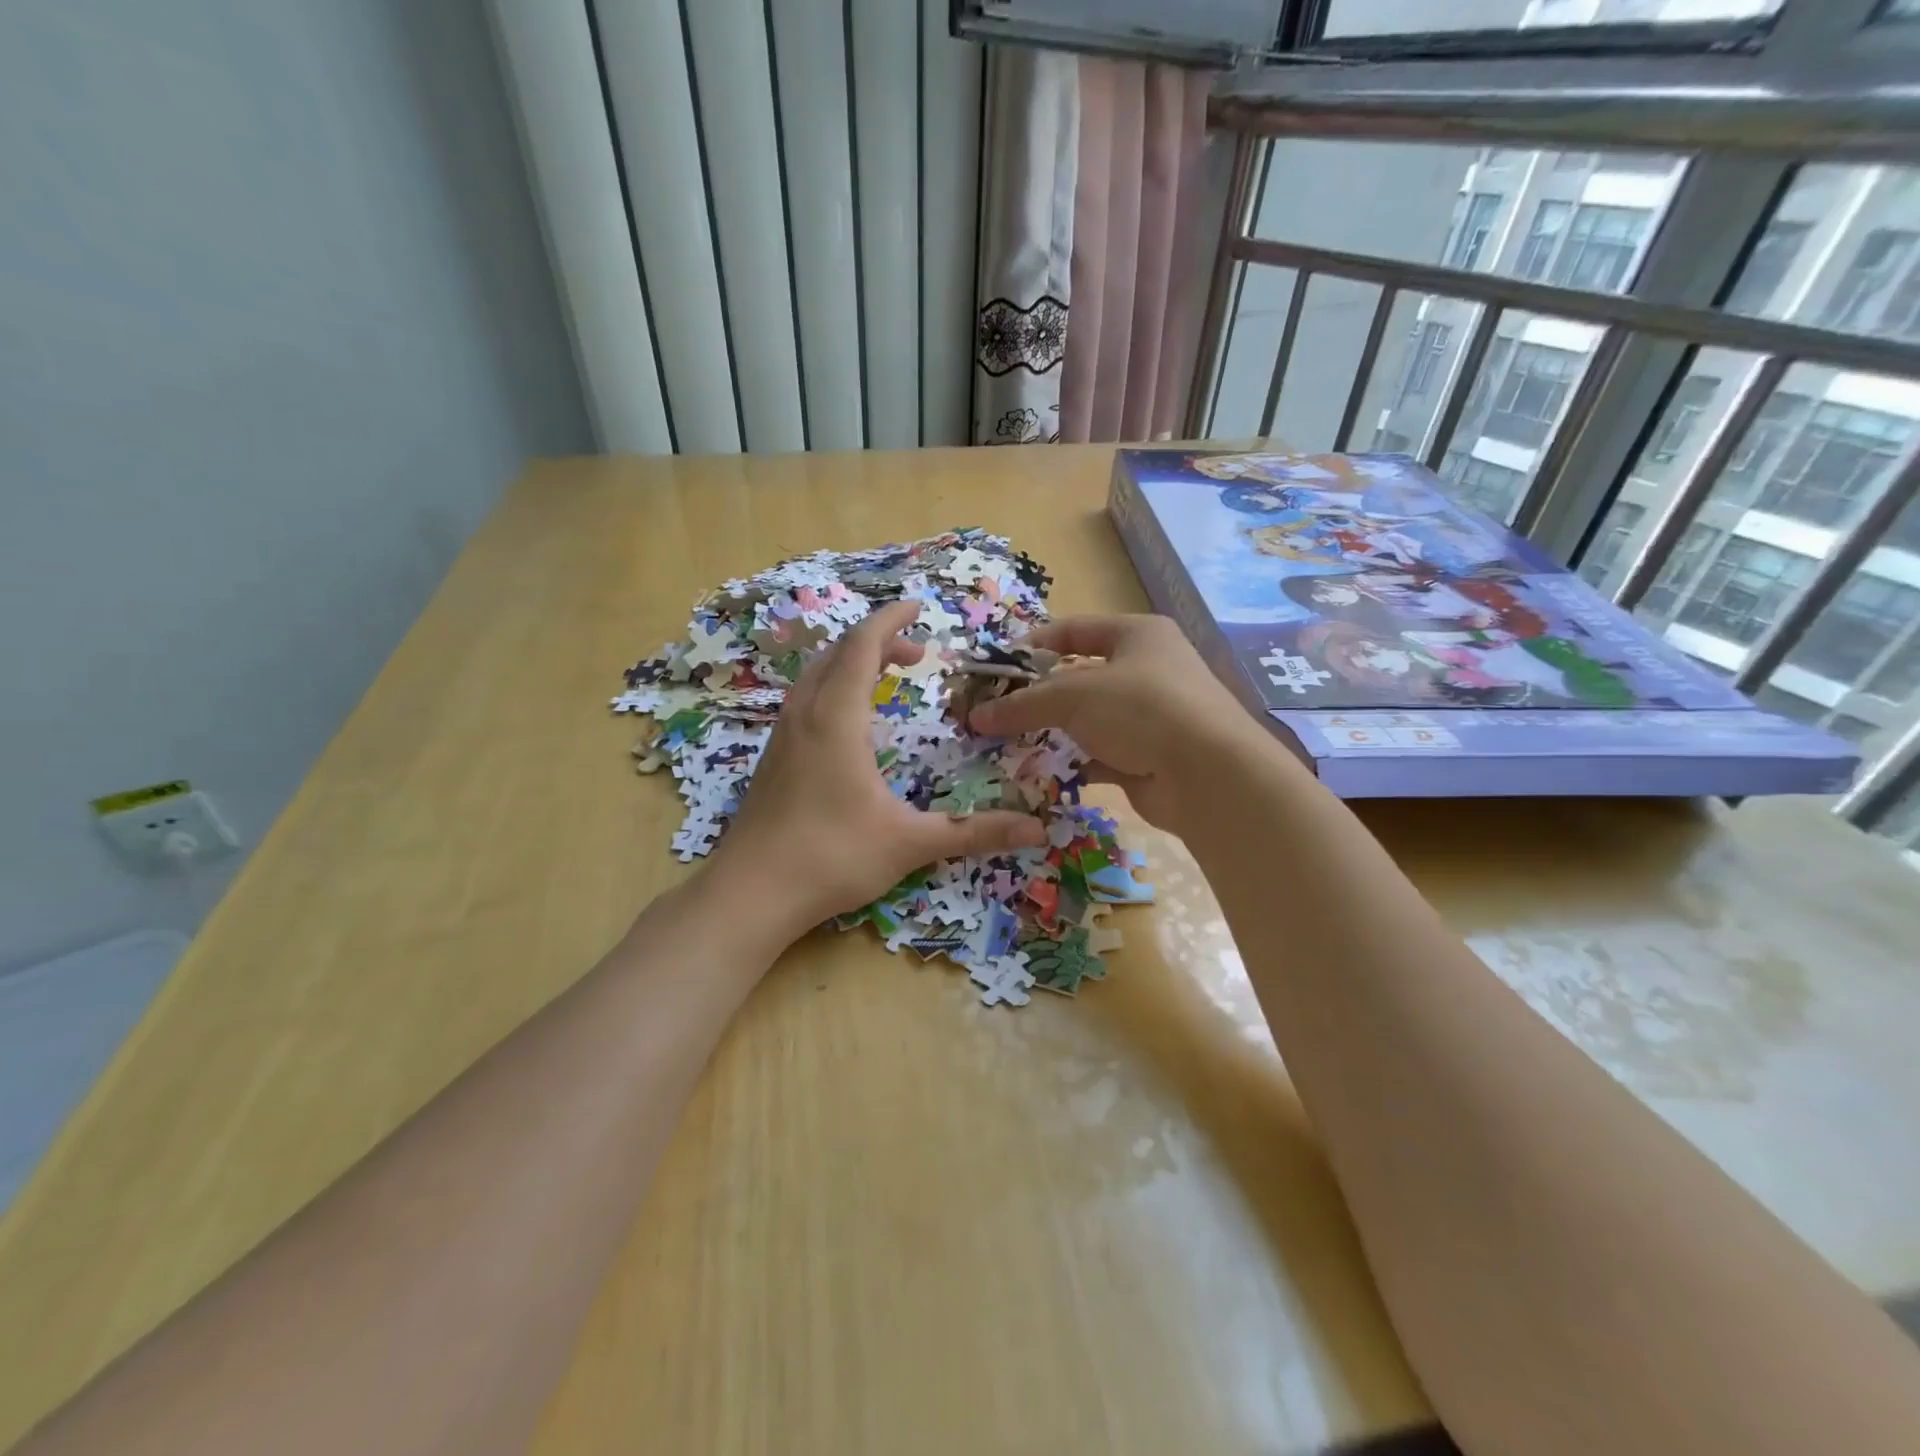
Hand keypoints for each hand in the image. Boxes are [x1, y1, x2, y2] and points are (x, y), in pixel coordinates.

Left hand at [708, 600, 1046, 937]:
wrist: (749, 893)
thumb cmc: (831, 858)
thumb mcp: (909, 843)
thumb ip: (973, 832)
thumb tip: (1038, 831)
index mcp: (836, 718)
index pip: (863, 645)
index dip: (891, 620)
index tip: (919, 607)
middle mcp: (804, 715)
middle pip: (838, 653)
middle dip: (878, 642)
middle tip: (917, 654)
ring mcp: (781, 736)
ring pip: (816, 675)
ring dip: (852, 663)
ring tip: (887, 678)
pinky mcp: (771, 758)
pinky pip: (804, 699)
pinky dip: (833, 688)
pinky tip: (850, 724)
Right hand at [968, 614, 1278, 833]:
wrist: (1207, 776)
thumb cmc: (1141, 709)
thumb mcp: (1074, 695)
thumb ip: (1023, 703)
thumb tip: (976, 715)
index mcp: (1137, 635)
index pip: (1074, 630)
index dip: (1033, 644)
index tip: (996, 666)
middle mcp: (1146, 670)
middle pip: (1079, 676)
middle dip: (1037, 694)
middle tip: (995, 709)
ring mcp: (1150, 716)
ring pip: (1088, 719)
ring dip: (1051, 731)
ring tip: (1008, 742)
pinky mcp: (1147, 757)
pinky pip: (1099, 754)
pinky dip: (1072, 761)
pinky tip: (1040, 771)